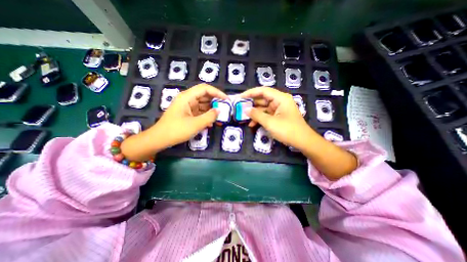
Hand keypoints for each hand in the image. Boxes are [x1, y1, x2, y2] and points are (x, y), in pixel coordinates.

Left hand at [154, 83, 225, 147]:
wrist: (160, 139)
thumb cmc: (176, 130)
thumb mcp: (196, 124)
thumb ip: (209, 116)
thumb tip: (219, 110)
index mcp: (187, 97)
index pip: (205, 89)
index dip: (217, 92)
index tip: (226, 100)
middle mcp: (187, 99)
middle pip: (204, 95)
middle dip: (215, 101)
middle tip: (225, 108)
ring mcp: (187, 106)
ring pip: (203, 104)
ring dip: (211, 109)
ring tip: (220, 116)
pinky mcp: (187, 113)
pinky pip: (199, 111)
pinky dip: (206, 115)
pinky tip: (211, 122)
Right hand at [240, 87, 312, 149]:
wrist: (303, 142)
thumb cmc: (287, 130)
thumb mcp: (270, 122)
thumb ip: (256, 115)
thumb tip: (246, 110)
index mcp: (280, 98)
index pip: (263, 91)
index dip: (250, 93)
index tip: (240, 97)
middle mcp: (280, 101)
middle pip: (262, 99)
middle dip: (251, 104)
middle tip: (240, 107)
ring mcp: (279, 109)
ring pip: (263, 108)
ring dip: (254, 113)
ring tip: (244, 117)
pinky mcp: (278, 116)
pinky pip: (266, 114)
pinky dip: (260, 118)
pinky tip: (252, 124)